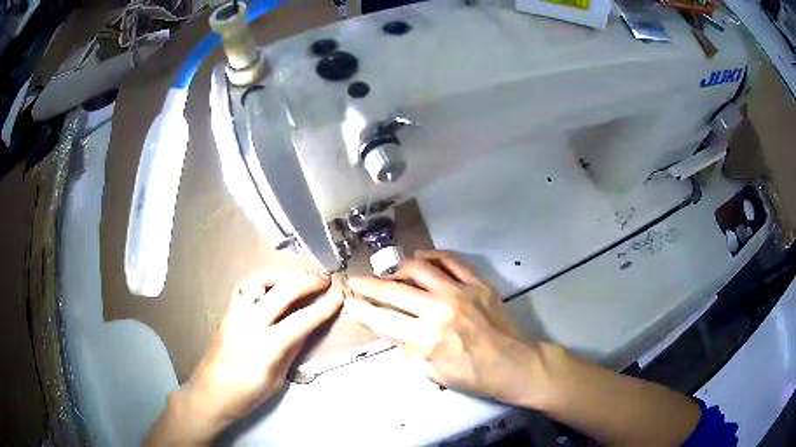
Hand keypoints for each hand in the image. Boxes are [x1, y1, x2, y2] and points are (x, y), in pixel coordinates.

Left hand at [147, 270, 341, 443]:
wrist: (210, 393)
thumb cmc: (246, 395)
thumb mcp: (277, 378)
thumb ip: (291, 349)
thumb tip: (307, 327)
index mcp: (265, 347)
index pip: (301, 320)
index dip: (323, 308)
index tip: (338, 297)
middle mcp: (249, 323)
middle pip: (282, 292)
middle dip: (306, 282)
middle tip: (324, 280)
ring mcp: (235, 314)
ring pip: (259, 281)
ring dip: (282, 274)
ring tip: (298, 276)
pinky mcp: (227, 313)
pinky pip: (247, 288)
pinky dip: (264, 281)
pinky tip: (273, 286)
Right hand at [344, 250, 541, 403]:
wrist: (514, 364)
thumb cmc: (473, 376)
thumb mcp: (433, 372)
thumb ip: (409, 348)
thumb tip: (392, 328)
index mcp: (427, 338)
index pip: (384, 319)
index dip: (362, 309)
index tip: (349, 301)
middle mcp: (440, 309)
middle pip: (395, 290)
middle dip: (369, 285)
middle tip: (356, 280)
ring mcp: (460, 292)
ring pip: (420, 268)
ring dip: (399, 269)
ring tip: (392, 274)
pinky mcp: (477, 283)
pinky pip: (451, 261)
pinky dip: (432, 256)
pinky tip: (421, 258)